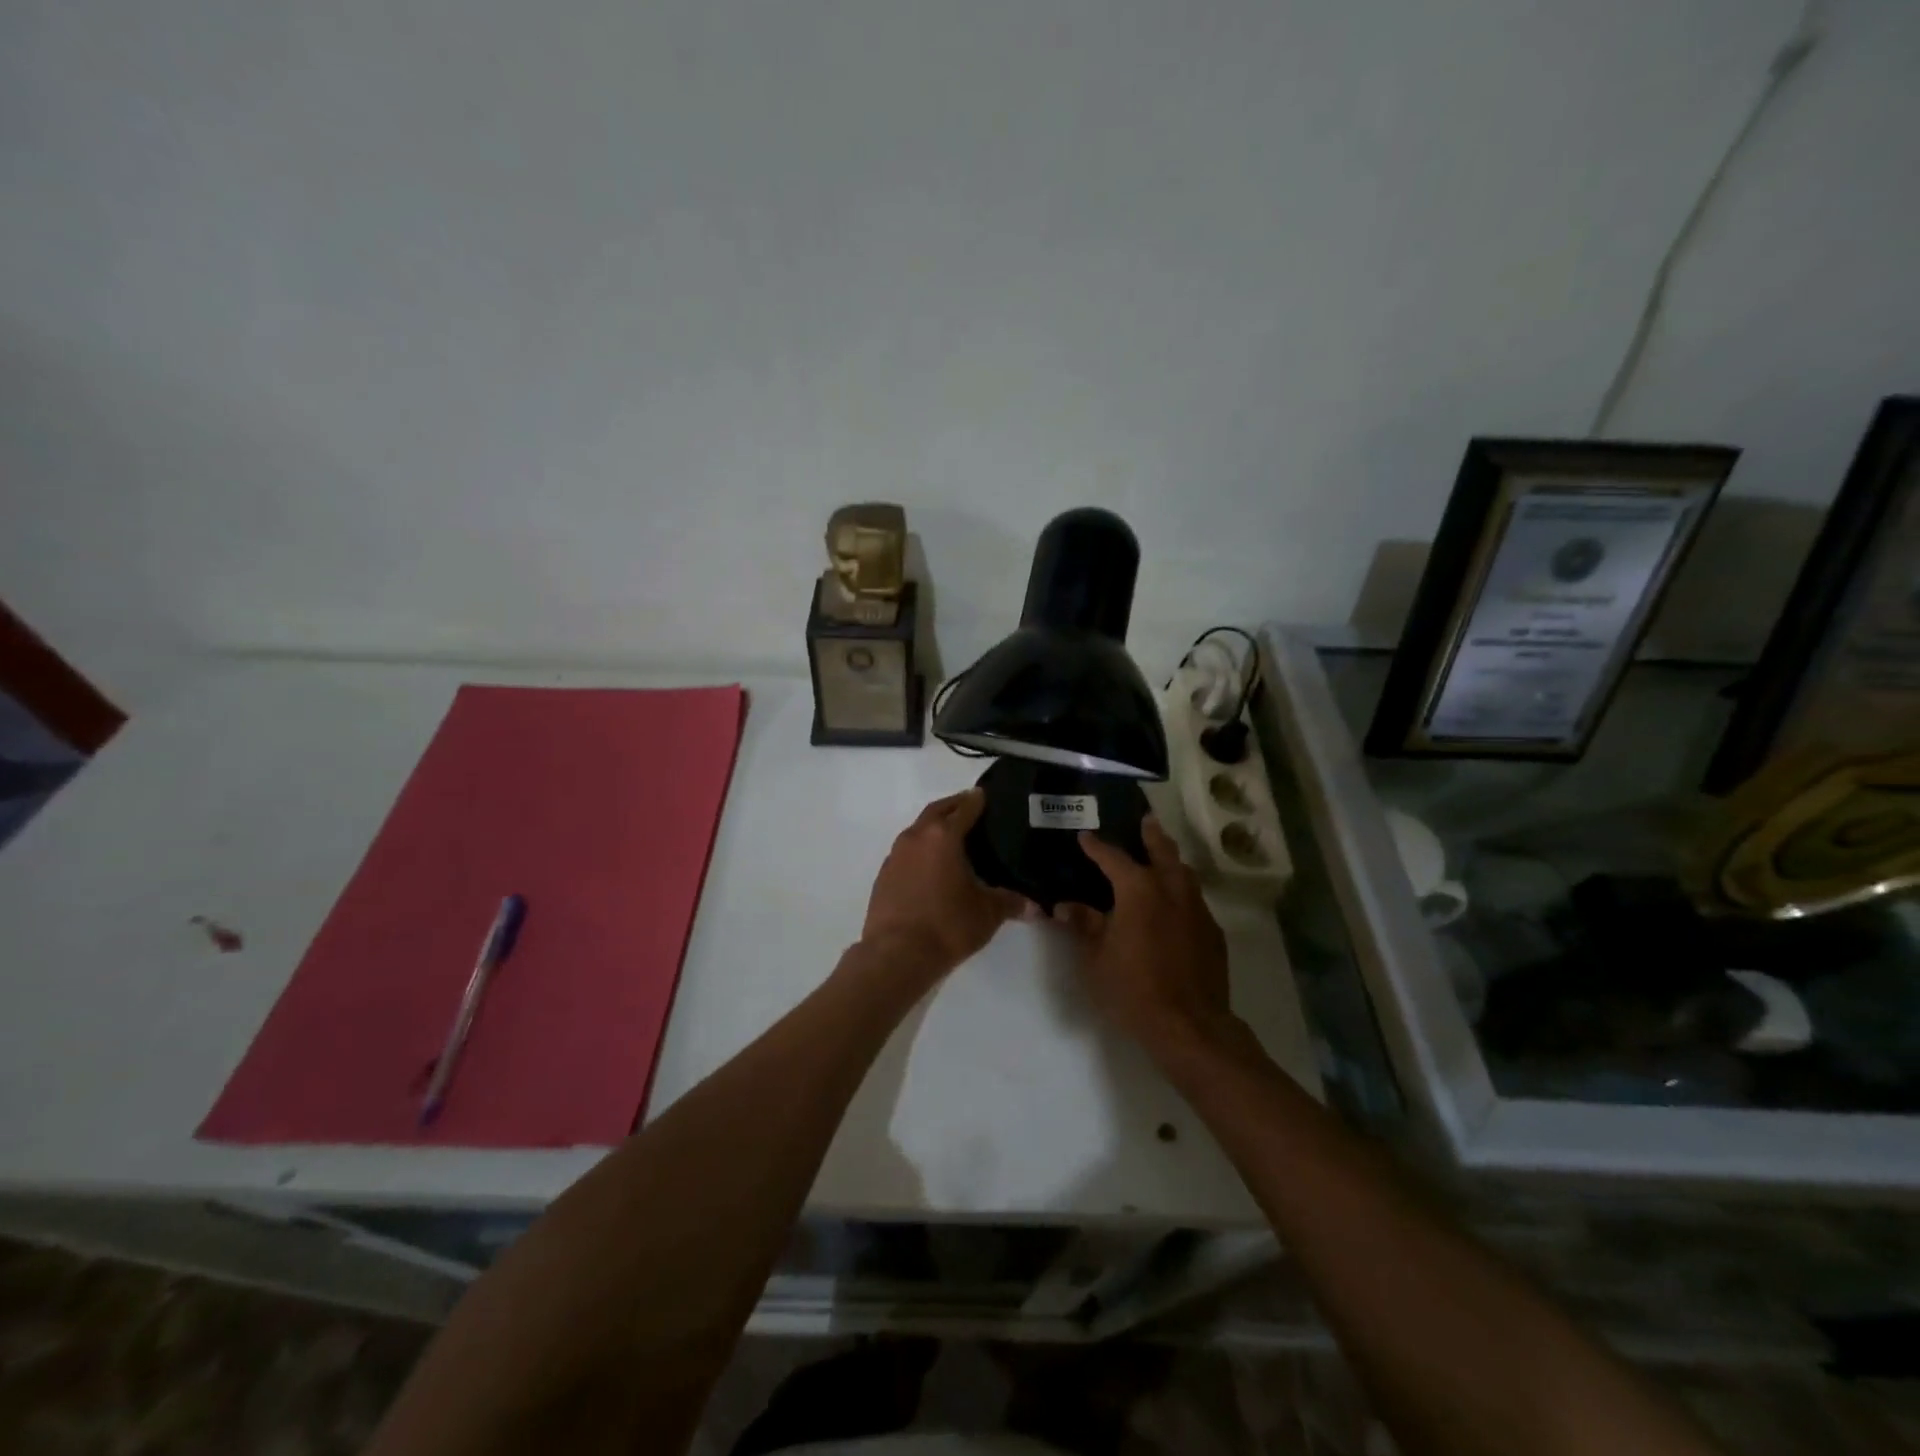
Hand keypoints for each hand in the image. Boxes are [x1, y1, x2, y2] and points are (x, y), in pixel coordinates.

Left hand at [860, 788, 1028, 981]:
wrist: (896, 955)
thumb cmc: (947, 925)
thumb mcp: (987, 913)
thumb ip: (1011, 902)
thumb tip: (1037, 907)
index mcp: (943, 836)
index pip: (964, 808)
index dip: (977, 800)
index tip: (986, 795)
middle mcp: (916, 837)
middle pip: (937, 810)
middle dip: (954, 806)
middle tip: (971, 807)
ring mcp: (896, 855)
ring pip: (918, 829)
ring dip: (934, 827)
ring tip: (953, 838)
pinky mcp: (884, 875)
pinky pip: (906, 851)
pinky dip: (921, 849)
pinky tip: (931, 866)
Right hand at [1055, 817, 1234, 1059]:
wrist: (1190, 1025)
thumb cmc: (1133, 988)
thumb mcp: (1095, 958)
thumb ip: (1083, 925)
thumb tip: (1064, 905)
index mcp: (1139, 890)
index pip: (1113, 858)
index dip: (1097, 846)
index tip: (1085, 837)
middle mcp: (1171, 890)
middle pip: (1162, 850)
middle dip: (1151, 834)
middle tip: (1145, 819)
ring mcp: (1197, 909)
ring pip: (1184, 873)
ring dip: (1171, 860)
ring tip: (1161, 857)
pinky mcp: (1213, 932)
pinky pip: (1195, 900)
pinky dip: (1181, 891)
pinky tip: (1174, 905)